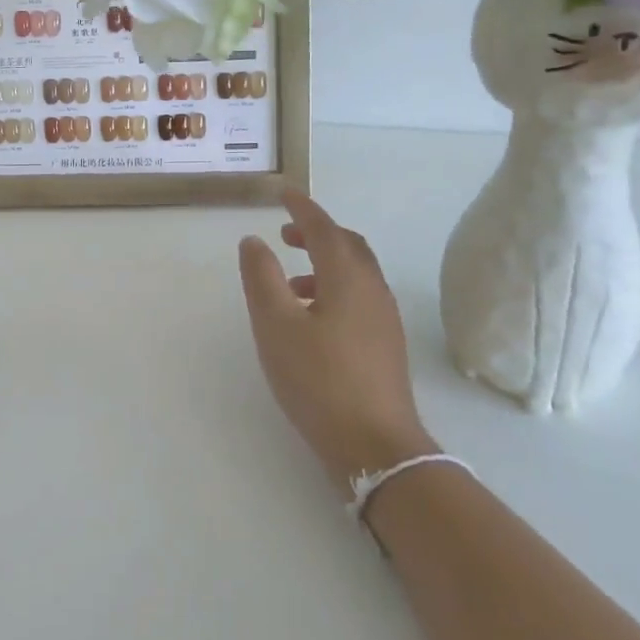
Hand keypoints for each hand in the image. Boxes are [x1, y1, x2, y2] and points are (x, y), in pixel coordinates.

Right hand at [238, 190, 433, 489]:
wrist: (374, 446)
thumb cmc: (318, 379)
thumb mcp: (276, 325)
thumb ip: (261, 278)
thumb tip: (254, 241)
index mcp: (347, 278)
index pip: (324, 228)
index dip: (302, 208)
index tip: (283, 193)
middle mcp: (372, 290)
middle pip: (347, 246)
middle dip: (317, 232)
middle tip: (286, 234)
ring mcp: (384, 319)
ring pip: (355, 273)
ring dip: (324, 263)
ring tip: (289, 281)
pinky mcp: (385, 344)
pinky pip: (359, 297)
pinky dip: (334, 289)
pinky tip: (311, 319)